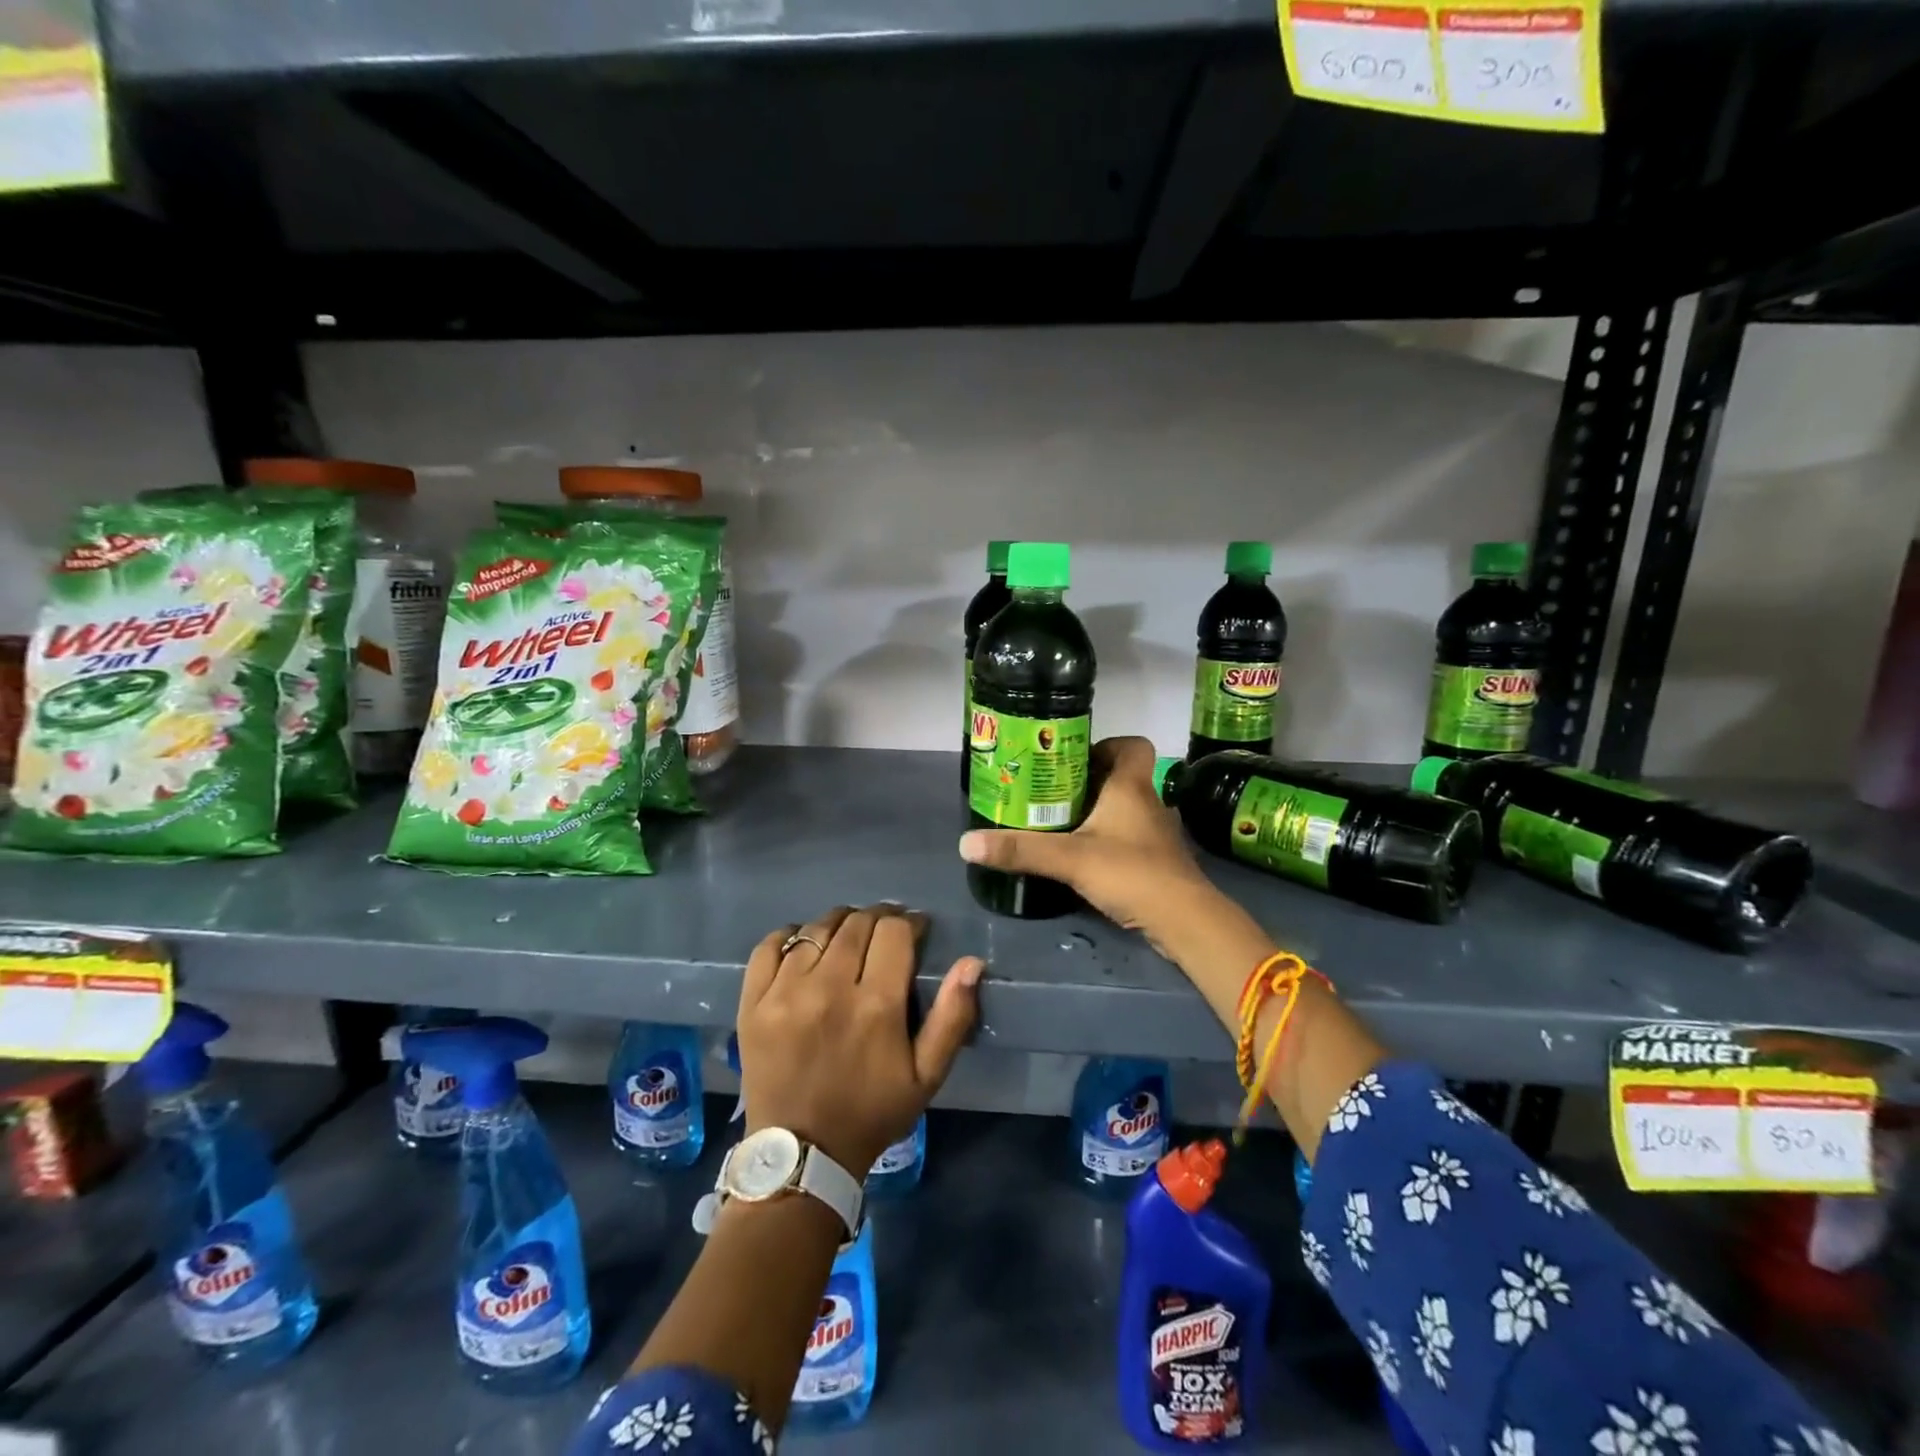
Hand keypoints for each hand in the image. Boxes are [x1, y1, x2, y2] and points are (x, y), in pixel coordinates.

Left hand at [737, 904, 981, 1177]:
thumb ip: (953, 1016)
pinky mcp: (753, 1002)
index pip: (894, 930)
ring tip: (847, 938)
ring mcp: (785, 992)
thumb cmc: (872, 1113)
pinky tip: (804, 947)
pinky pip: (770, 945)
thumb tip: (972, 962)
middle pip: (857, 922)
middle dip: (877, 919)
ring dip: (839, 924)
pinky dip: (791, 936)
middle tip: (883, 935)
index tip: (915, 931)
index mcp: (876, 1005)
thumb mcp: (927, 1076)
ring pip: (817, 929)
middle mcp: (829, 987)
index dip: (909, 922)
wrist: (802, 1155)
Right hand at [958, 736, 1221, 959]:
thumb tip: (966, 843)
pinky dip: (1107, 841)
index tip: (1073, 759)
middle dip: (1087, 781)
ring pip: (1124, 809)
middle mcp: (1147, 803)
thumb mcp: (1069, 859)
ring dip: (1096, 812)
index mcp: (1130, 787)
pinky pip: (1127, 838)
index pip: (1132, 745)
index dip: (1106, 744)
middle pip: (1120, 777)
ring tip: (1058, 824)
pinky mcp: (1156, 862)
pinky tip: (1082, 858)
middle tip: (1050, 792)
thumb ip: (1020, 850)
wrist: (1184, 921)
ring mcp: (1155, 834)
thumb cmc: (1131, 872)